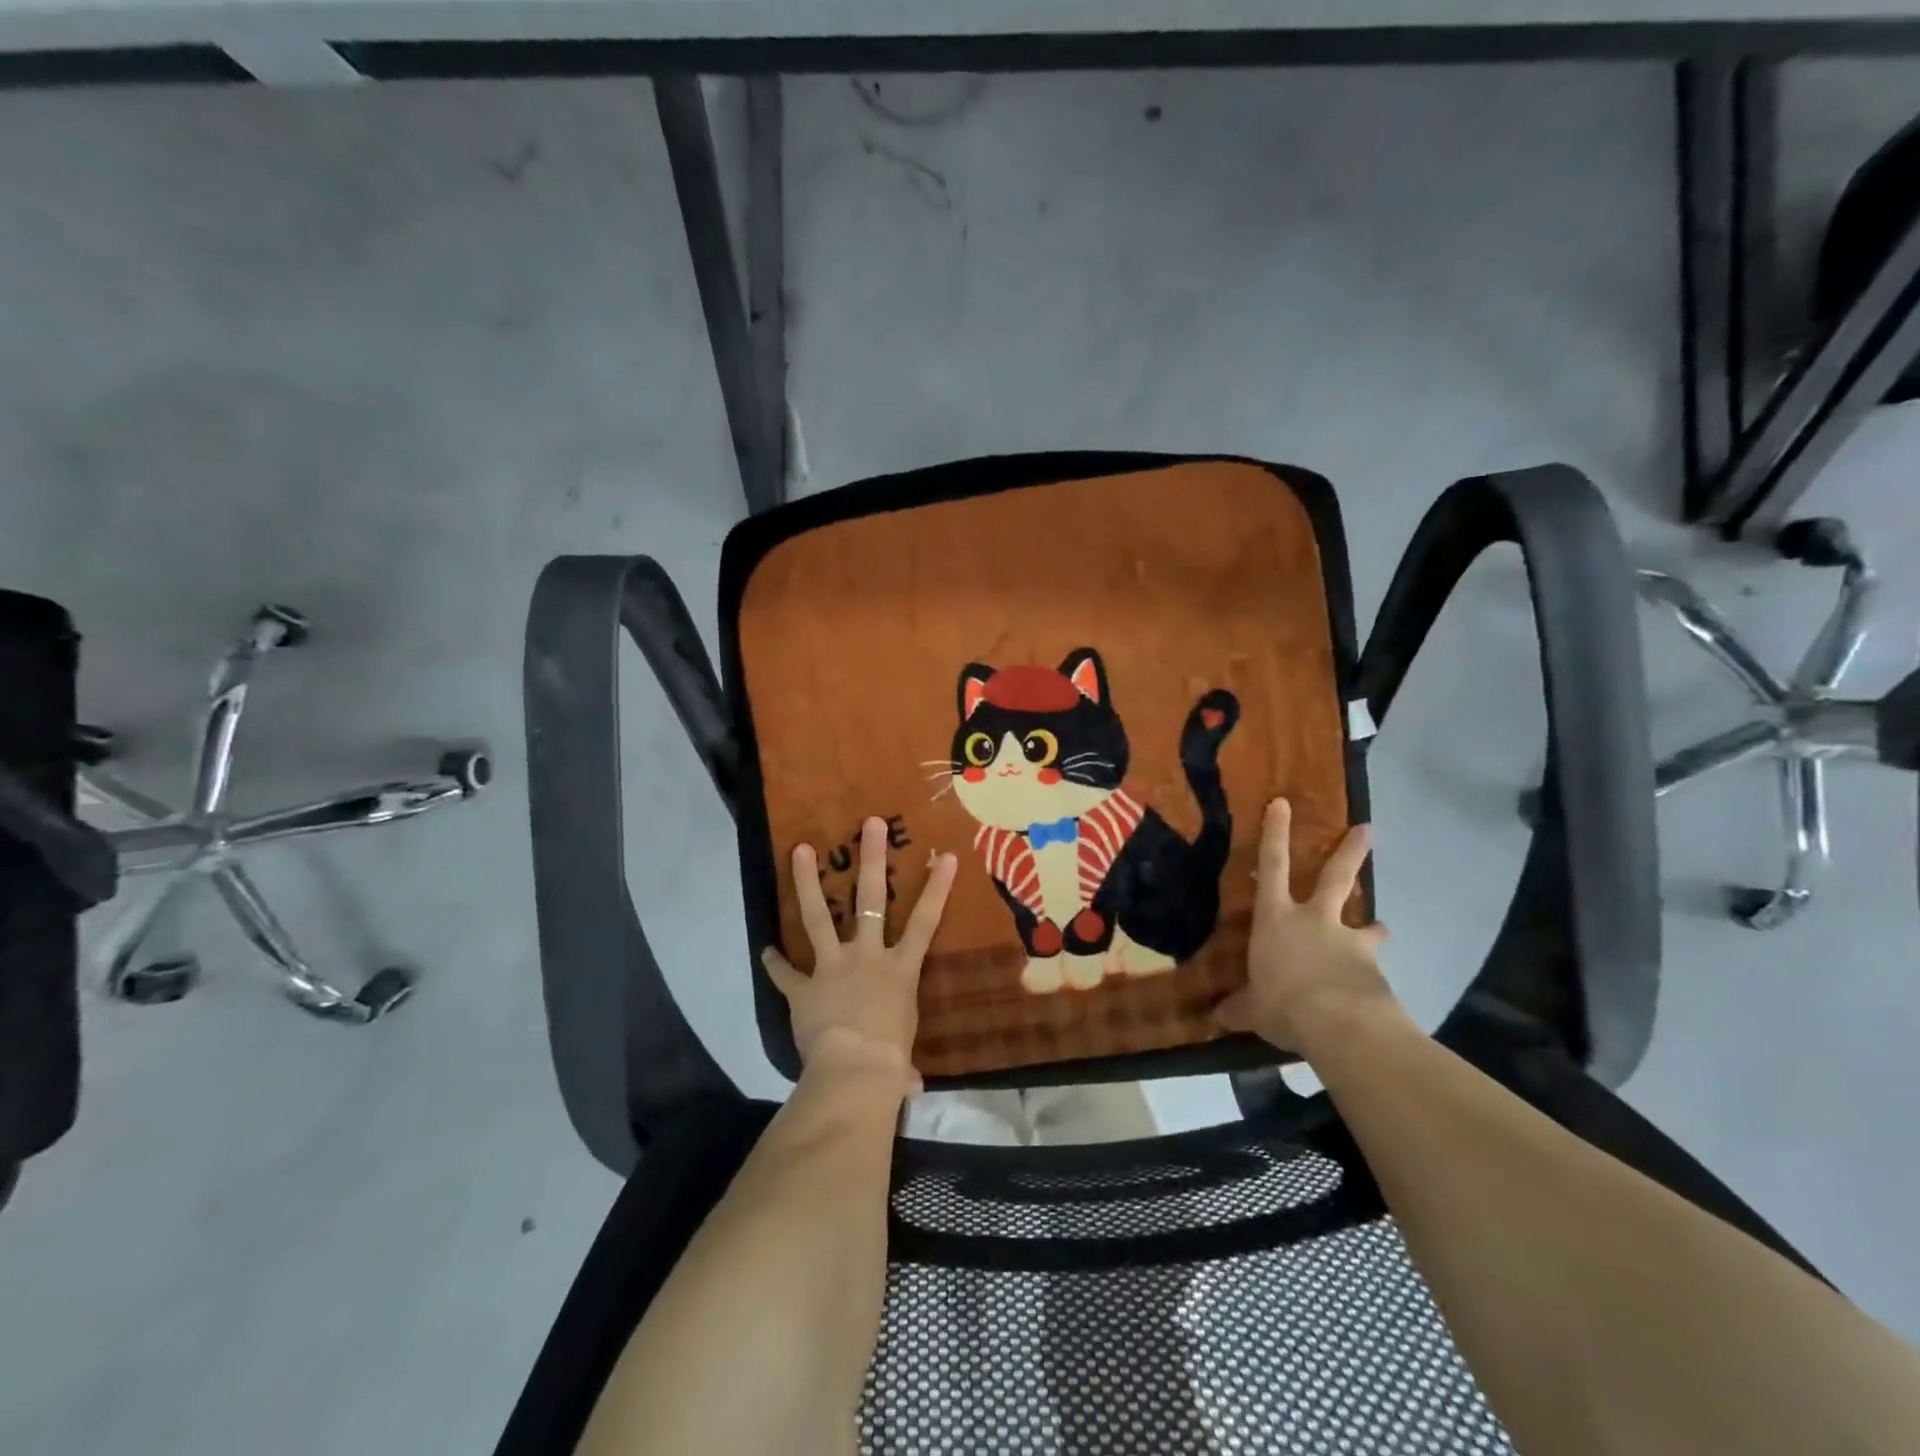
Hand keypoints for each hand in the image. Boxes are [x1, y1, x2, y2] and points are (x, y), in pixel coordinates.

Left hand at [762, 815, 959, 1095]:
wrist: (854, 1072)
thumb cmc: (890, 1063)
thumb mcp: (903, 1058)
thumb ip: (904, 1063)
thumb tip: (910, 1084)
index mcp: (899, 969)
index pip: (925, 922)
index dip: (937, 888)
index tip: (946, 856)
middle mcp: (867, 957)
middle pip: (870, 900)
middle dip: (871, 860)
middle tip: (869, 824)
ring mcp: (832, 967)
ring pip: (819, 917)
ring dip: (807, 883)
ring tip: (798, 849)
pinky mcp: (803, 988)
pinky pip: (785, 973)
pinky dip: (775, 963)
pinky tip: (764, 949)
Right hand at [1213, 797, 1395, 1054]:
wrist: (1339, 1024)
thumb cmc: (1282, 1003)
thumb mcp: (1252, 1009)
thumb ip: (1239, 1008)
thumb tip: (1216, 1017)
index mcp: (1276, 918)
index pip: (1272, 866)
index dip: (1275, 833)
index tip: (1283, 803)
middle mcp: (1314, 919)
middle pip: (1334, 877)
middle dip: (1349, 851)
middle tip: (1367, 829)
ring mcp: (1348, 941)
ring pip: (1367, 923)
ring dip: (1374, 926)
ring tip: (1382, 928)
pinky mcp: (1374, 968)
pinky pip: (1373, 967)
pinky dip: (1372, 976)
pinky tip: (1374, 994)